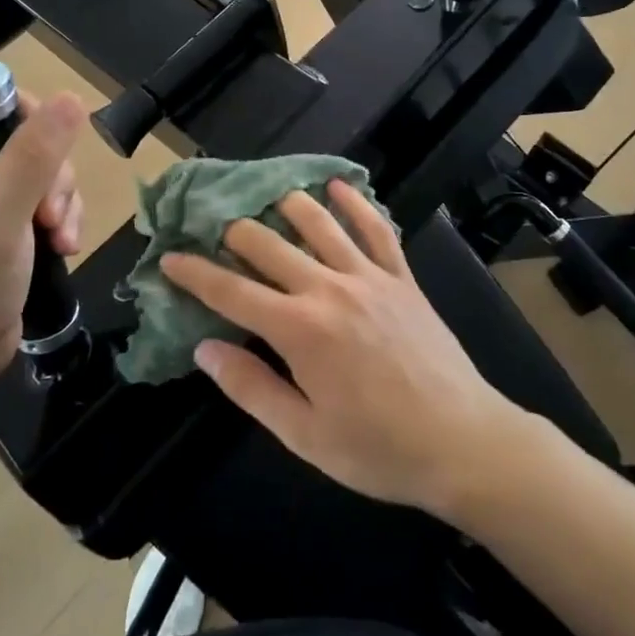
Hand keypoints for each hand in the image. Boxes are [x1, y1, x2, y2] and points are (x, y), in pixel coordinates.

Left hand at [0, 91, 85, 394]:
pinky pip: (49, 198)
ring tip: (59, 240)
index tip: (48, 169)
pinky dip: (64, 219)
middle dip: (53, 180)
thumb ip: (32, 158)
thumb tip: (71, 97)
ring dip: (64, 203)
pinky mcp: (5, 221)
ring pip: (47, 171)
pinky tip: (63, 248)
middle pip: (31, 140)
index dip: (34, 130)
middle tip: (49, 218)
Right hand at [161, 183, 528, 517]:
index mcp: (299, 330)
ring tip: (264, 196)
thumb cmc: (379, 449)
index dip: (194, 273)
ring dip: (285, 203)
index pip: (231, 290)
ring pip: (318, 221)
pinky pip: (376, 228)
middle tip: (211, 229)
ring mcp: (369, 276)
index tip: (169, 258)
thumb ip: (251, 387)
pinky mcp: (402, 277)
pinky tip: (337, 186)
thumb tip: (204, 348)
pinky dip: (354, 203)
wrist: (465, 443)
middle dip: (232, 232)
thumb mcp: (304, 435)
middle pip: (267, 243)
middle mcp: (329, 288)